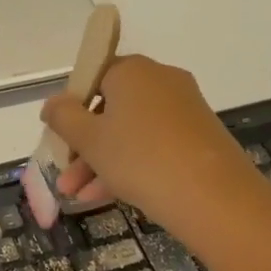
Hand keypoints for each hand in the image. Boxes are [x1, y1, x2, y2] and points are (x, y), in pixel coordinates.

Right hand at [42, 56, 261, 242]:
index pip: (92, 76)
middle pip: (109, 107)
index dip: (71, 105)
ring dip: (101, 161)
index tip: (60, 135)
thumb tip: (53, 104)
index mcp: (132, 71)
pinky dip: (130, 165)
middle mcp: (160, 80)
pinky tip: (106, 196)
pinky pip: (153, 145)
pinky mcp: (199, 137)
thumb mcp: (89, 139)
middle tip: (65, 173)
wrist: (217, 199)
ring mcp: (184, 109)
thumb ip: (63, 117)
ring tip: (77, 196)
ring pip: (130, 131)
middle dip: (83, 143)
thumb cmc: (141, 158)